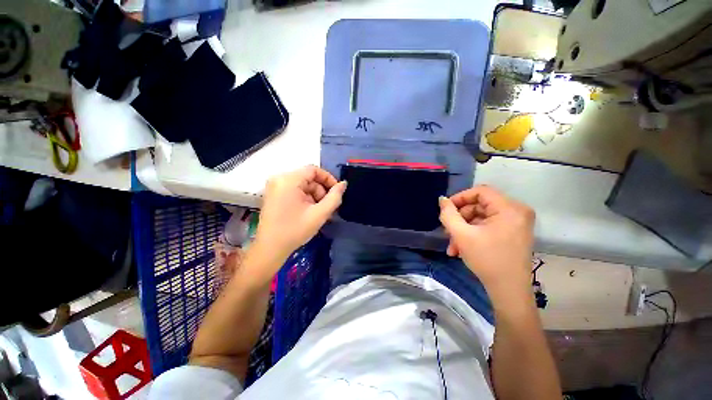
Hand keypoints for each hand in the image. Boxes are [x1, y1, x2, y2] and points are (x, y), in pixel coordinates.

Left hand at [255, 165, 346, 258]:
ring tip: (318, 212)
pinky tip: (309, 211)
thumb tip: (343, 184)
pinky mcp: (274, 194)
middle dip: (321, 191)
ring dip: (314, 196)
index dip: (328, 178)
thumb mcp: (319, 214)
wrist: (270, 249)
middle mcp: (279, 179)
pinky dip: (305, 198)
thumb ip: (334, 197)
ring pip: (303, 185)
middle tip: (327, 207)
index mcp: (288, 180)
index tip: (336, 192)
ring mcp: (275, 187)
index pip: (313, 170)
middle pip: (308, 178)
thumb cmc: (295, 230)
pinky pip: (295, 190)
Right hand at [438, 186, 534, 298]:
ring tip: (452, 246)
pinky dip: (473, 234)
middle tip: (447, 232)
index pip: (480, 191)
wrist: (509, 291)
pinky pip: (488, 226)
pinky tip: (461, 249)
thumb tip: (442, 199)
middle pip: (479, 205)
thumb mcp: (462, 235)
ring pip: (481, 217)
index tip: (445, 210)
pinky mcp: (513, 233)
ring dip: (463, 230)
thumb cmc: (487, 260)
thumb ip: (448, 214)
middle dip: (460, 219)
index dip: (460, 198)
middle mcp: (516, 211)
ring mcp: (516, 223)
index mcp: (509, 208)